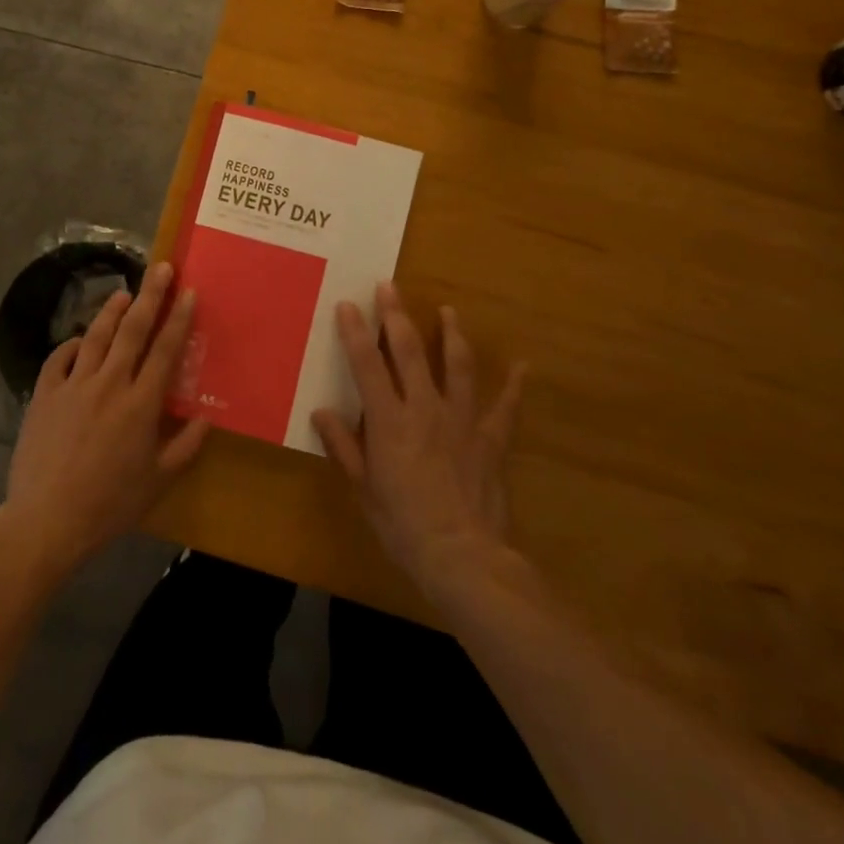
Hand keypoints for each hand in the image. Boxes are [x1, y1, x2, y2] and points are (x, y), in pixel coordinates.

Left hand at [1, 261, 209, 576]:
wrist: (47, 520)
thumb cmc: (110, 504)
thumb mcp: (158, 482)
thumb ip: (185, 446)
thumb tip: (206, 417)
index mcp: (141, 404)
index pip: (165, 350)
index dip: (179, 318)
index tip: (188, 291)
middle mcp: (109, 384)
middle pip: (133, 330)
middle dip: (149, 295)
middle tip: (160, 268)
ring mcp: (73, 386)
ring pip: (96, 336)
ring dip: (111, 311)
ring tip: (123, 292)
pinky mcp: (44, 395)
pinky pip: (59, 359)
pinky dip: (71, 344)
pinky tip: (79, 340)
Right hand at [313, 282, 524, 597]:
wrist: (463, 557)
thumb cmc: (403, 525)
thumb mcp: (364, 489)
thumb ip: (344, 447)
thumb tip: (322, 413)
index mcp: (389, 421)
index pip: (367, 365)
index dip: (355, 332)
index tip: (347, 304)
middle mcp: (424, 409)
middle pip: (409, 352)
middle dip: (397, 315)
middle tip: (389, 286)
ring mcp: (461, 421)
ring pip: (457, 366)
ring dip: (451, 335)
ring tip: (448, 311)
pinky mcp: (490, 440)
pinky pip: (504, 408)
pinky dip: (513, 387)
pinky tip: (522, 367)